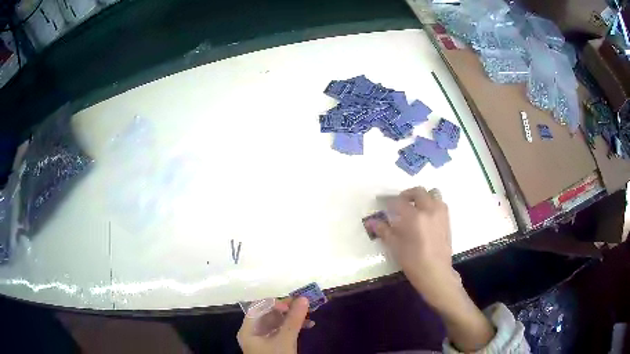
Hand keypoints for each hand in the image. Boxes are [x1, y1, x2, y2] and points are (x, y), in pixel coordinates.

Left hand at [237, 297, 309, 353]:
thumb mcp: (285, 339)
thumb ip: (294, 319)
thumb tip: (304, 298)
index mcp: (249, 329)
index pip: (259, 307)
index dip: (275, 303)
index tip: (293, 303)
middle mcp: (254, 332)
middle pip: (269, 314)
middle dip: (288, 309)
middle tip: (305, 306)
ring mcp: (263, 339)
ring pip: (277, 322)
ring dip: (293, 318)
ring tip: (309, 316)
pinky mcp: (273, 345)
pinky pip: (282, 331)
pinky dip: (294, 327)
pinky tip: (308, 326)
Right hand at [365, 186, 458, 309]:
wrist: (436, 273)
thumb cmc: (413, 262)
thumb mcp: (395, 247)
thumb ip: (384, 231)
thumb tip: (371, 222)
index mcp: (415, 216)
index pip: (399, 202)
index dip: (389, 202)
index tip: (383, 204)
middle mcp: (429, 210)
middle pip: (419, 192)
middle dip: (407, 195)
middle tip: (398, 203)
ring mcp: (440, 214)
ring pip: (433, 194)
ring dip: (423, 196)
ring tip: (415, 207)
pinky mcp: (447, 220)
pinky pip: (440, 203)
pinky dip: (432, 203)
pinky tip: (426, 216)